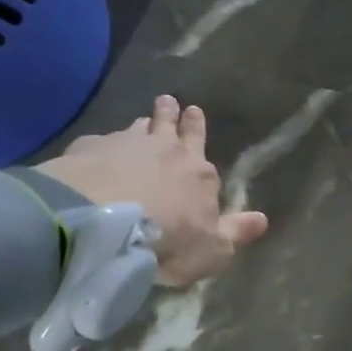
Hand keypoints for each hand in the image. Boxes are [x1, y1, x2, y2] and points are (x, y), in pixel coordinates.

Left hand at [36, 94, 268, 286]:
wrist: (103, 225)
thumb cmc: (169, 239)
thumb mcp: (213, 249)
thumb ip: (235, 232)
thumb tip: (262, 219)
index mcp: (199, 172)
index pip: (201, 144)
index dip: (197, 130)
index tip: (195, 114)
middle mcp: (166, 150)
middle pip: (171, 125)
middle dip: (173, 113)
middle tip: (170, 101)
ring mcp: (125, 145)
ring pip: (137, 127)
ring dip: (142, 124)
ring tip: (140, 122)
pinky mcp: (89, 149)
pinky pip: (99, 142)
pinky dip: (102, 146)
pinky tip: (95, 154)